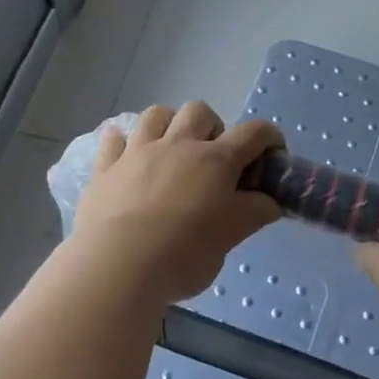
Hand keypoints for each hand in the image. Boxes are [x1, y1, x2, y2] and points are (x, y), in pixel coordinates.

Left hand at [72, 103, 282, 307]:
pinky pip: (113, 140)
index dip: (269, 138)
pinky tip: (126, 156)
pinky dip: (122, 143)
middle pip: (199, 111)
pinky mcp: (106, 168)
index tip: (272, 156)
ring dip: (169, 125)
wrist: (118, 266)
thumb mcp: (231, 237)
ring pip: (156, 115)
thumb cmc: (184, 253)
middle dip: (212, 127)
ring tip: (171, 151)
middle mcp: (178, 145)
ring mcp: (138, 152)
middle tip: (213, 159)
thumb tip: (270, 201)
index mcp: (216, 160)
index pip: (253, 132)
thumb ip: (253, 213)